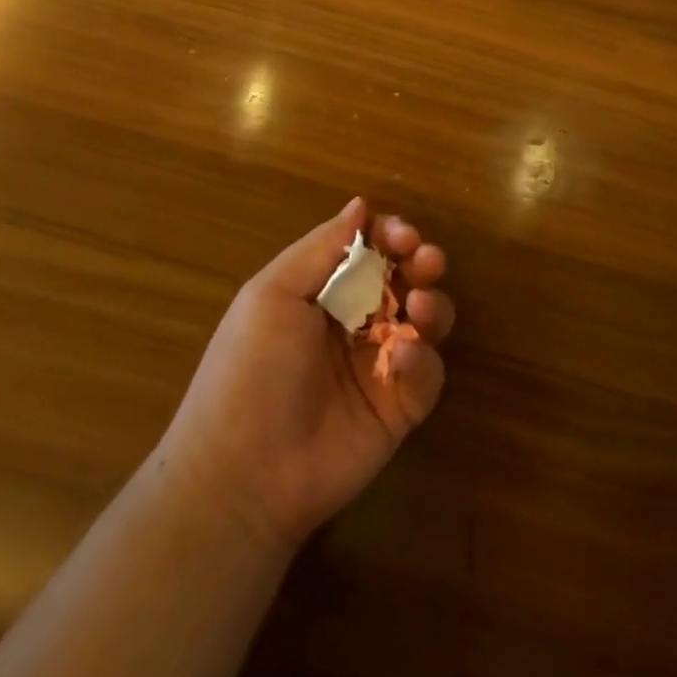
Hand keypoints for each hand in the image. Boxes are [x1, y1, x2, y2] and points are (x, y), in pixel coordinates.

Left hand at [153, 198, 453, 550]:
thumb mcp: (273, 295)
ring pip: (427, 320)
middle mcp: (356, 322)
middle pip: (406, 278)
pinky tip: (402, 361)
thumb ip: (322, 247)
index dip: (391, 236)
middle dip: (422, 262)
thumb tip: (361, 204)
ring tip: (419, 307)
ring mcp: (381, 365)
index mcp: (324, 293)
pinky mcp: (401, 407)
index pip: (370, 250)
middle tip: (427, 260)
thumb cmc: (250, 369)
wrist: (244, 473)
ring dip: (432, 305)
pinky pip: (429, 374)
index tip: (403, 236)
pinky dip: (423, 362)